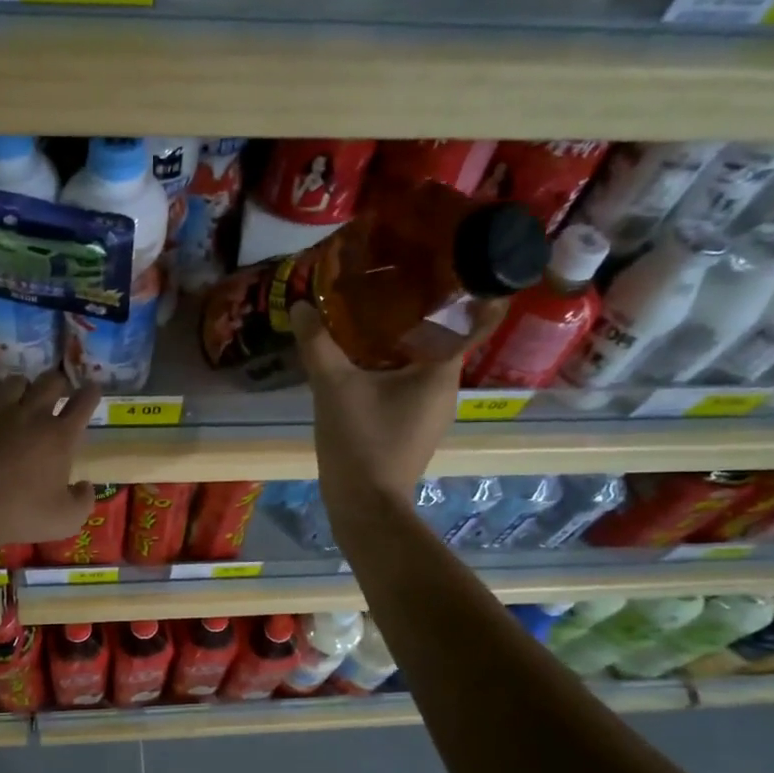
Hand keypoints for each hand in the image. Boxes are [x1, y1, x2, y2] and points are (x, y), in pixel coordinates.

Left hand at [0, 369, 101, 545]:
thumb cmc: (21, 512)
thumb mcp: (66, 519)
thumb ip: (83, 501)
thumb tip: (86, 485)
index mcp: (61, 436)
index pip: (83, 403)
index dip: (91, 393)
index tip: (93, 388)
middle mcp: (33, 414)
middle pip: (51, 381)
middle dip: (58, 382)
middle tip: (58, 389)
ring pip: (16, 381)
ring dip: (22, 385)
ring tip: (20, 392)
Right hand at [293, 300, 501, 509]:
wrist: (365, 506)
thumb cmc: (360, 441)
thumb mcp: (333, 386)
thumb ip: (318, 343)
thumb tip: (303, 304)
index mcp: (441, 372)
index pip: (470, 321)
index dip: (460, 292)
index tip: (440, 265)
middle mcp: (446, 389)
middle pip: (438, 338)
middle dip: (414, 312)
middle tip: (385, 282)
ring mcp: (430, 412)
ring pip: (419, 363)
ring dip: (398, 341)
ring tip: (367, 314)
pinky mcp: (412, 428)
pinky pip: (406, 384)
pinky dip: (389, 367)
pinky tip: (358, 360)